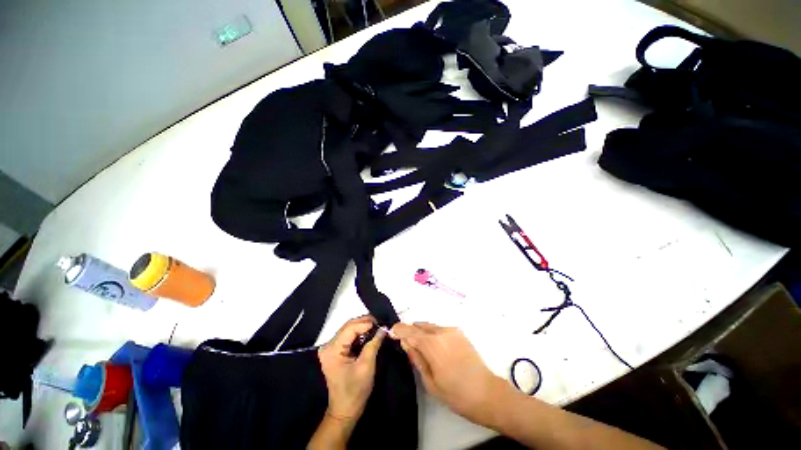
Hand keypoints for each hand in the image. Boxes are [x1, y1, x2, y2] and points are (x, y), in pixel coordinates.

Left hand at [318, 316, 384, 422]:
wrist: (345, 411)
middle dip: (365, 323)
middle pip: (348, 326)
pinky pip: (348, 336)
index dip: (366, 323)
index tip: (381, 323)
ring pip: (349, 329)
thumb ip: (374, 344)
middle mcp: (328, 346)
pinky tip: (369, 334)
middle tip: (380, 323)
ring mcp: (330, 348)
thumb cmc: (355, 391)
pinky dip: (359, 334)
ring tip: (377, 327)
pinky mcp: (335, 351)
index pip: (350, 328)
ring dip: (363, 327)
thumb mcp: (367, 366)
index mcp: (332, 350)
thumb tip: (383, 328)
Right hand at [391, 322, 507, 425]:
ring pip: (429, 326)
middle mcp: (441, 332)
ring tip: (413, 337)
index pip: (410, 332)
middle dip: (408, 328)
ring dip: (419, 329)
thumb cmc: (456, 394)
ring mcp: (451, 330)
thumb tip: (405, 343)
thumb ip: (417, 358)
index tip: (390, 330)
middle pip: (419, 326)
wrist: (487, 393)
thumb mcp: (431, 382)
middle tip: (399, 334)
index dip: (399, 330)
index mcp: (432, 345)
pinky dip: (431, 332)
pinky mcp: (459, 332)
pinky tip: (430, 341)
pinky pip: (439, 328)